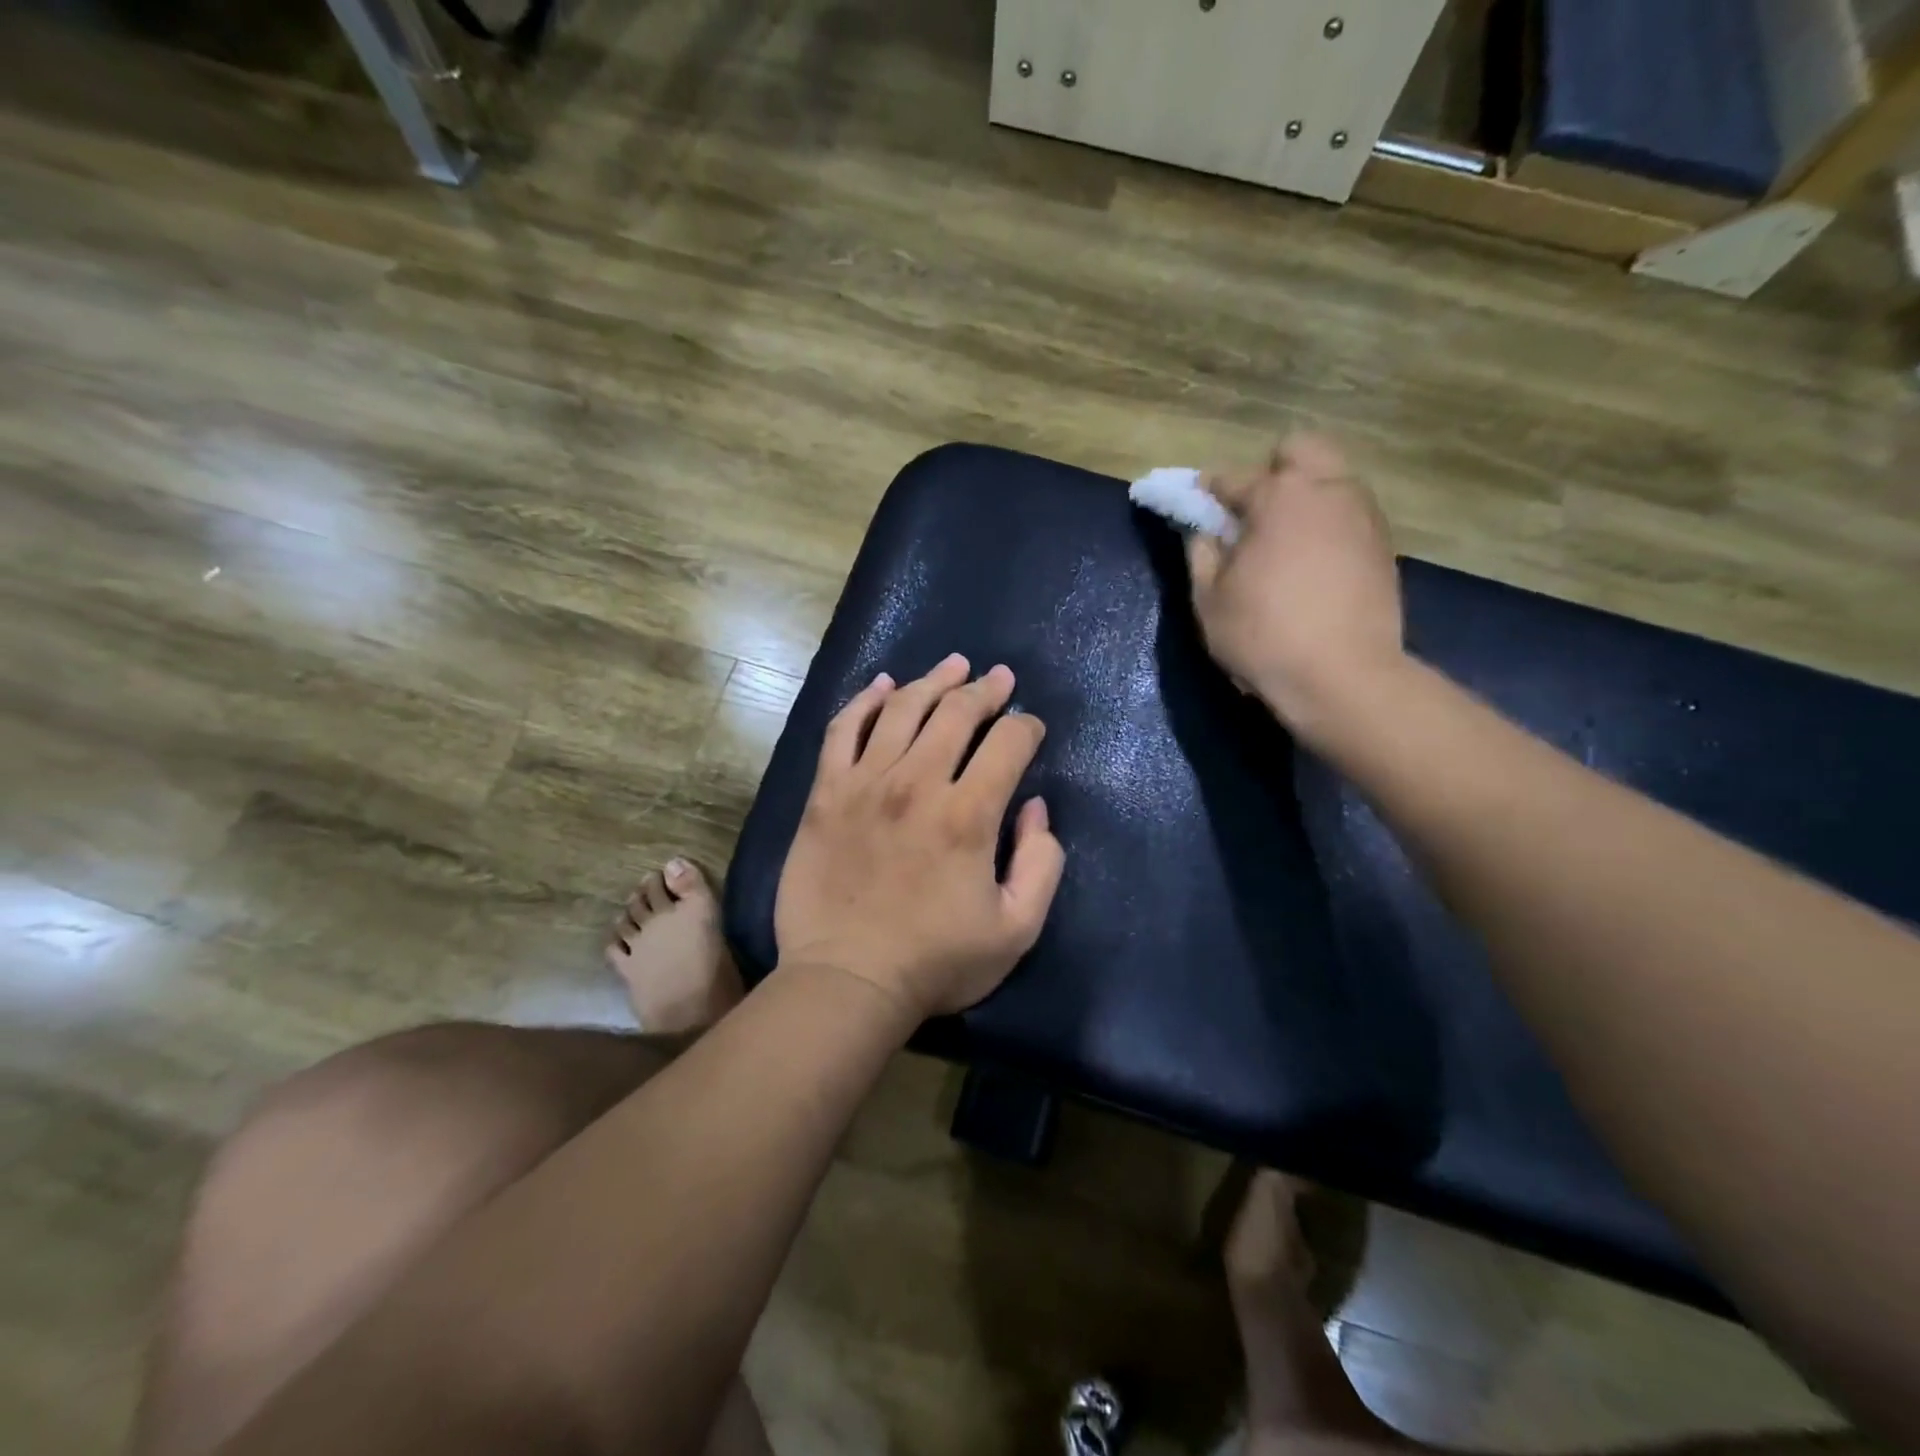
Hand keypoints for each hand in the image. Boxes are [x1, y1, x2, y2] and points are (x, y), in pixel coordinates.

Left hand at [774, 654, 1065, 1019]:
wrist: (847, 980)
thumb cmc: (936, 962)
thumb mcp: (1017, 929)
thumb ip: (1041, 863)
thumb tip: (1035, 806)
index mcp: (967, 815)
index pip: (1008, 744)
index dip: (1027, 728)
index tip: (1030, 729)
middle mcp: (917, 783)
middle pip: (956, 713)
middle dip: (985, 690)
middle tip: (999, 679)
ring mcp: (865, 783)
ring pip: (901, 709)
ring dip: (932, 681)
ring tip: (953, 666)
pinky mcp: (826, 794)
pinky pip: (842, 730)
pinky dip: (864, 701)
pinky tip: (882, 685)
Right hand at [1187, 434, 1404, 741]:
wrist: (1343, 678)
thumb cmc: (1263, 635)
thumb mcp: (1209, 600)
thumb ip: (1201, 554)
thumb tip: (1204, 532)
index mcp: (1279, 497)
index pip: (1233, 477)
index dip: (1208, 490)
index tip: (1196, 504)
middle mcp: (1328, 491)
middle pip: (1301, 450)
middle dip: (1272, 470)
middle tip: (1252, 513)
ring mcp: (1363, 516)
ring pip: (1332, 480)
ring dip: (1305, 496)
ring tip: (1284, 541)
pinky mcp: (1384, 546)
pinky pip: (1349, 515)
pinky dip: (1328, 525)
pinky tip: (1313, 564)